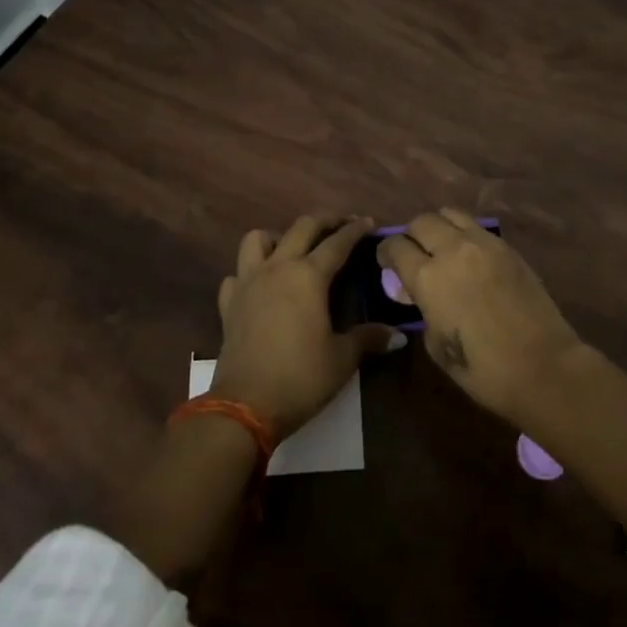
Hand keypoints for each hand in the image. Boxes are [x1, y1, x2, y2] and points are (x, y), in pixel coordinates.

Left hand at [210, 214, 403, 438]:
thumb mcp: (342, 359)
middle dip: (325, 221)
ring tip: (293, 250)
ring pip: (258, 239)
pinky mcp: (229, 303)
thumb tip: (397, 334)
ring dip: (278, 237)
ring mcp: (248, 282)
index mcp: (308, 275)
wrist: (245, 405)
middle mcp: (278, 268)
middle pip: (301, 227)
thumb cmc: (301, 377)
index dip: (355, 230)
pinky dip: (250, 273)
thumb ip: (368, 339)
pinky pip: (237, 274)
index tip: (368, 222)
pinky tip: (260, 286)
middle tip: (341, 224)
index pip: (337, 243)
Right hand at [377, 209, 584, 426]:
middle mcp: (452, 250)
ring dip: (439, 226)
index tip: (387, 262)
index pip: (395, 246)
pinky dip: (465, 235)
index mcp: (427, 277)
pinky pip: (477, 228)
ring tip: (442, 246)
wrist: (543, 366)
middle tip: (414, 254)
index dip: (386, 252)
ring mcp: (483, 244)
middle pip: (421, 222)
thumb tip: (424, 297)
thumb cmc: (483, 370)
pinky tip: (469, 256)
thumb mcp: (436, 345)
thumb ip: (424, 311)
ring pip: (450, 214)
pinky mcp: (508, 247)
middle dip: (411, 235)